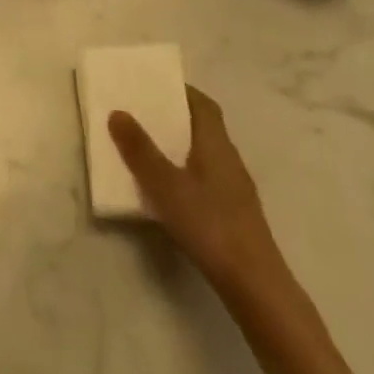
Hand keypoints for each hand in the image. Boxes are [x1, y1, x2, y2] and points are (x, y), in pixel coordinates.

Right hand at [109, 86, 284, 295]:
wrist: (256, 287)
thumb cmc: (210, 225)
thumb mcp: (166, 185)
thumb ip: (140, 150)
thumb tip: (117, 112)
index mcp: (216, 144)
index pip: (203, 104)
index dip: (180, 91)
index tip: (153, 86)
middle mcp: (229, 159)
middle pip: (202, 127)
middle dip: (173, 118)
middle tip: (140, 114)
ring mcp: (235, 190)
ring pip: (203, 155)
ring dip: (177, 147)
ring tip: (145, 149)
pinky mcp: (233, 215)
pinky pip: (205, 179)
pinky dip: (184, 173)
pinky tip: (166, 191)